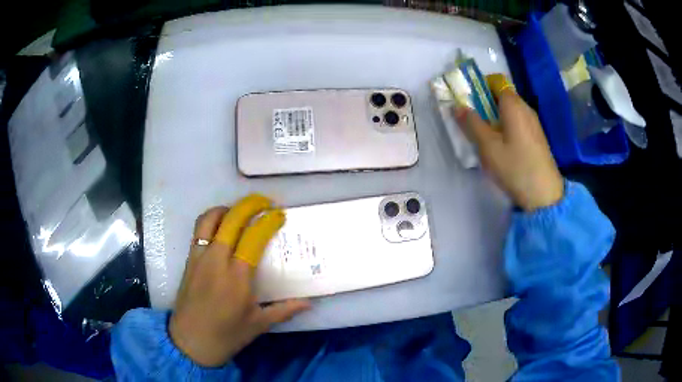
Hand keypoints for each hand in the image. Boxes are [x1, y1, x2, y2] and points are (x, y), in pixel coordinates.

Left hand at [169, 194, 309, 366]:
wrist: (190, 342)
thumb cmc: (227, 335)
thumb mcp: (259, 324)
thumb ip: (285, 310)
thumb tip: (309, 303)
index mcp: (237, 277)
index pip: (253, 238)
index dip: (268, 222)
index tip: (279, 214)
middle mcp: (216, 261)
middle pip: (231, 219)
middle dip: (249, 204)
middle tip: (264, 202)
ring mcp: (199, 258)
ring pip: (209, 219)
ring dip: (226, 209)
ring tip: (240, 212)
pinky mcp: (189, 260)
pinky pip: (198, 230)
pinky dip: (211, 220)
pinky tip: (221, 229)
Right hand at [454, 74, 563, 211]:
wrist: (544, 194)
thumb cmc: (515, 166)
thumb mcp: (488, 146)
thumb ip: (471, 123)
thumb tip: (457, 106)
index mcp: (513, 104)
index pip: (495, 82)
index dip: (479, 87)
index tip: (467, 101)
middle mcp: (525, 108)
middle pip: (501, 97)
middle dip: (484, 105)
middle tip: (472, 122)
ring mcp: (533, 123)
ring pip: (509, 112)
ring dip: (494, 118)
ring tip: (484, 138)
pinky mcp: (537, 137)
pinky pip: (517, 124)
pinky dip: (506, 128)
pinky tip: (501, 148)